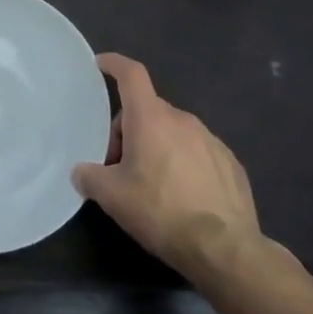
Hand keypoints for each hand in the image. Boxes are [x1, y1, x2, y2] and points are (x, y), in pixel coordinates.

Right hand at [73, 53, 269, 280]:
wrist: (225, 250)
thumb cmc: (161, 212)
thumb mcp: (112, 197)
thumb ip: (89, 177)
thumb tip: (81, 172)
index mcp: (151, 118)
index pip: (131, 75)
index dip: (114, 64)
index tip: (101, 64)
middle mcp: (183, 120)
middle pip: (148, 111)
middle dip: (129, 131)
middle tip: (119, 166)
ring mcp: (211, 141)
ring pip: (173, 132)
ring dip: (157, 147)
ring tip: (151, 186)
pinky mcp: (231, 164)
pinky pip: (198, 152)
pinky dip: (184, 164)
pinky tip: (182, 197)